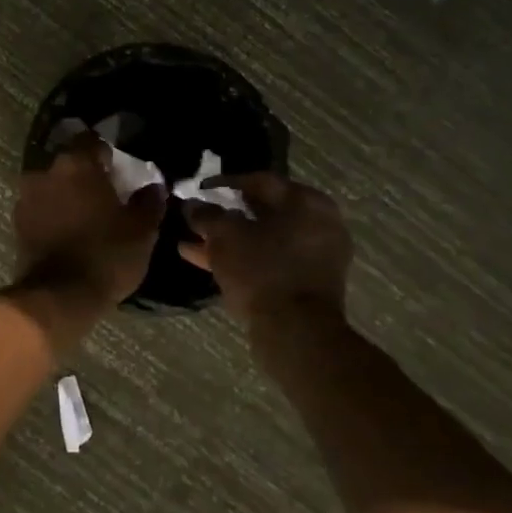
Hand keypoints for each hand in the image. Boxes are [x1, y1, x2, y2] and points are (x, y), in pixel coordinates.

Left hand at [12, 137, 166, 319]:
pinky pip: (41, 208)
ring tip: (86, 215)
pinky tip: (68, 231)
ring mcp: (26, 197)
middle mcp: (45, 172)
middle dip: (86, 174)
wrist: (58, 297)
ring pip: (53, 185)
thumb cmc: (106, 255)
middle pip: (70, 163)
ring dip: (67, 194)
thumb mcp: (142, 230)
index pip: (92, 141)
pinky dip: (53, 213)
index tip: (120, 169)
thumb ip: (149, 201)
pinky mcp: (17, 223)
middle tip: (106, 194)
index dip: (108, 153)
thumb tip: (153, 186)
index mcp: (76, 164)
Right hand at [180, 174, 352, 326]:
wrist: (296, 332)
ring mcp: (316, 255)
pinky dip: (244, 258)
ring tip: (192, 242)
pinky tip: (207, 261)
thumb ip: (206, 215)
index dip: (224, 182)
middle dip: (226, 214)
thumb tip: (192, 204)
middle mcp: (318, 223)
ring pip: (264, 239)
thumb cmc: (261, 271)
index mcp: (306, 202)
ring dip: (229, 240)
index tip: (199, 188)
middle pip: (263, 210)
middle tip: (198, 216)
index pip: (260, 180)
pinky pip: (270, 260)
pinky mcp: (308, 282)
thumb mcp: (224, 236)